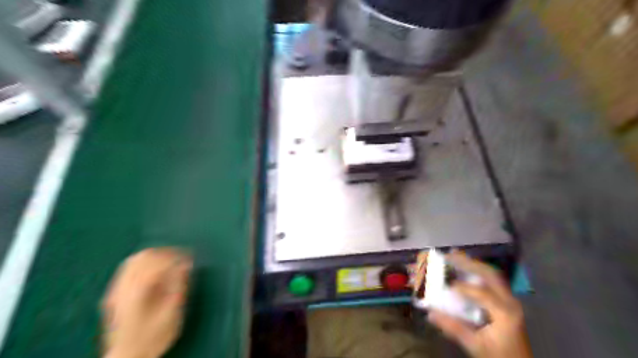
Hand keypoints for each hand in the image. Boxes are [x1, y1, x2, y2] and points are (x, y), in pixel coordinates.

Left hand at [100, 248, 191, 357]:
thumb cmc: (153, 338)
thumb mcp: (172, 314)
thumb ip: (178, 287)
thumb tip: (186, 265)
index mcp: (137, 293)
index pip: (156, 264)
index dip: (176, 257)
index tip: (191, 259)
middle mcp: (122, 288)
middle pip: (142, 257)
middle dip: (165, 253)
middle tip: (182, 257)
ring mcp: (115, 290)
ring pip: (134, 259)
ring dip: (155, 255)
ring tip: (171, 261)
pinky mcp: (114, 293)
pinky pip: (128, 268)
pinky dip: (145, 262)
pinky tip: (156, 269)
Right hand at [428, 252, 533, 357]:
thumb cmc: (499, 356)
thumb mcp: (475, 345)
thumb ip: (453, 328)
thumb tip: (430, 313)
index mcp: (505, 313)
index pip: (483, 294)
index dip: (464, 288)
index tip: (447, 286)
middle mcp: (510, 302)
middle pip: (490, 275)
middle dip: (469, 263)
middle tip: (450, 255)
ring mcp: (511, 300)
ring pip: (492, 274)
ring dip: (473, 264)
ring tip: (456, 255)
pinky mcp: (507, 301)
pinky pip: (492, 280)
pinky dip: (477, 271)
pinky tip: (466, 268)